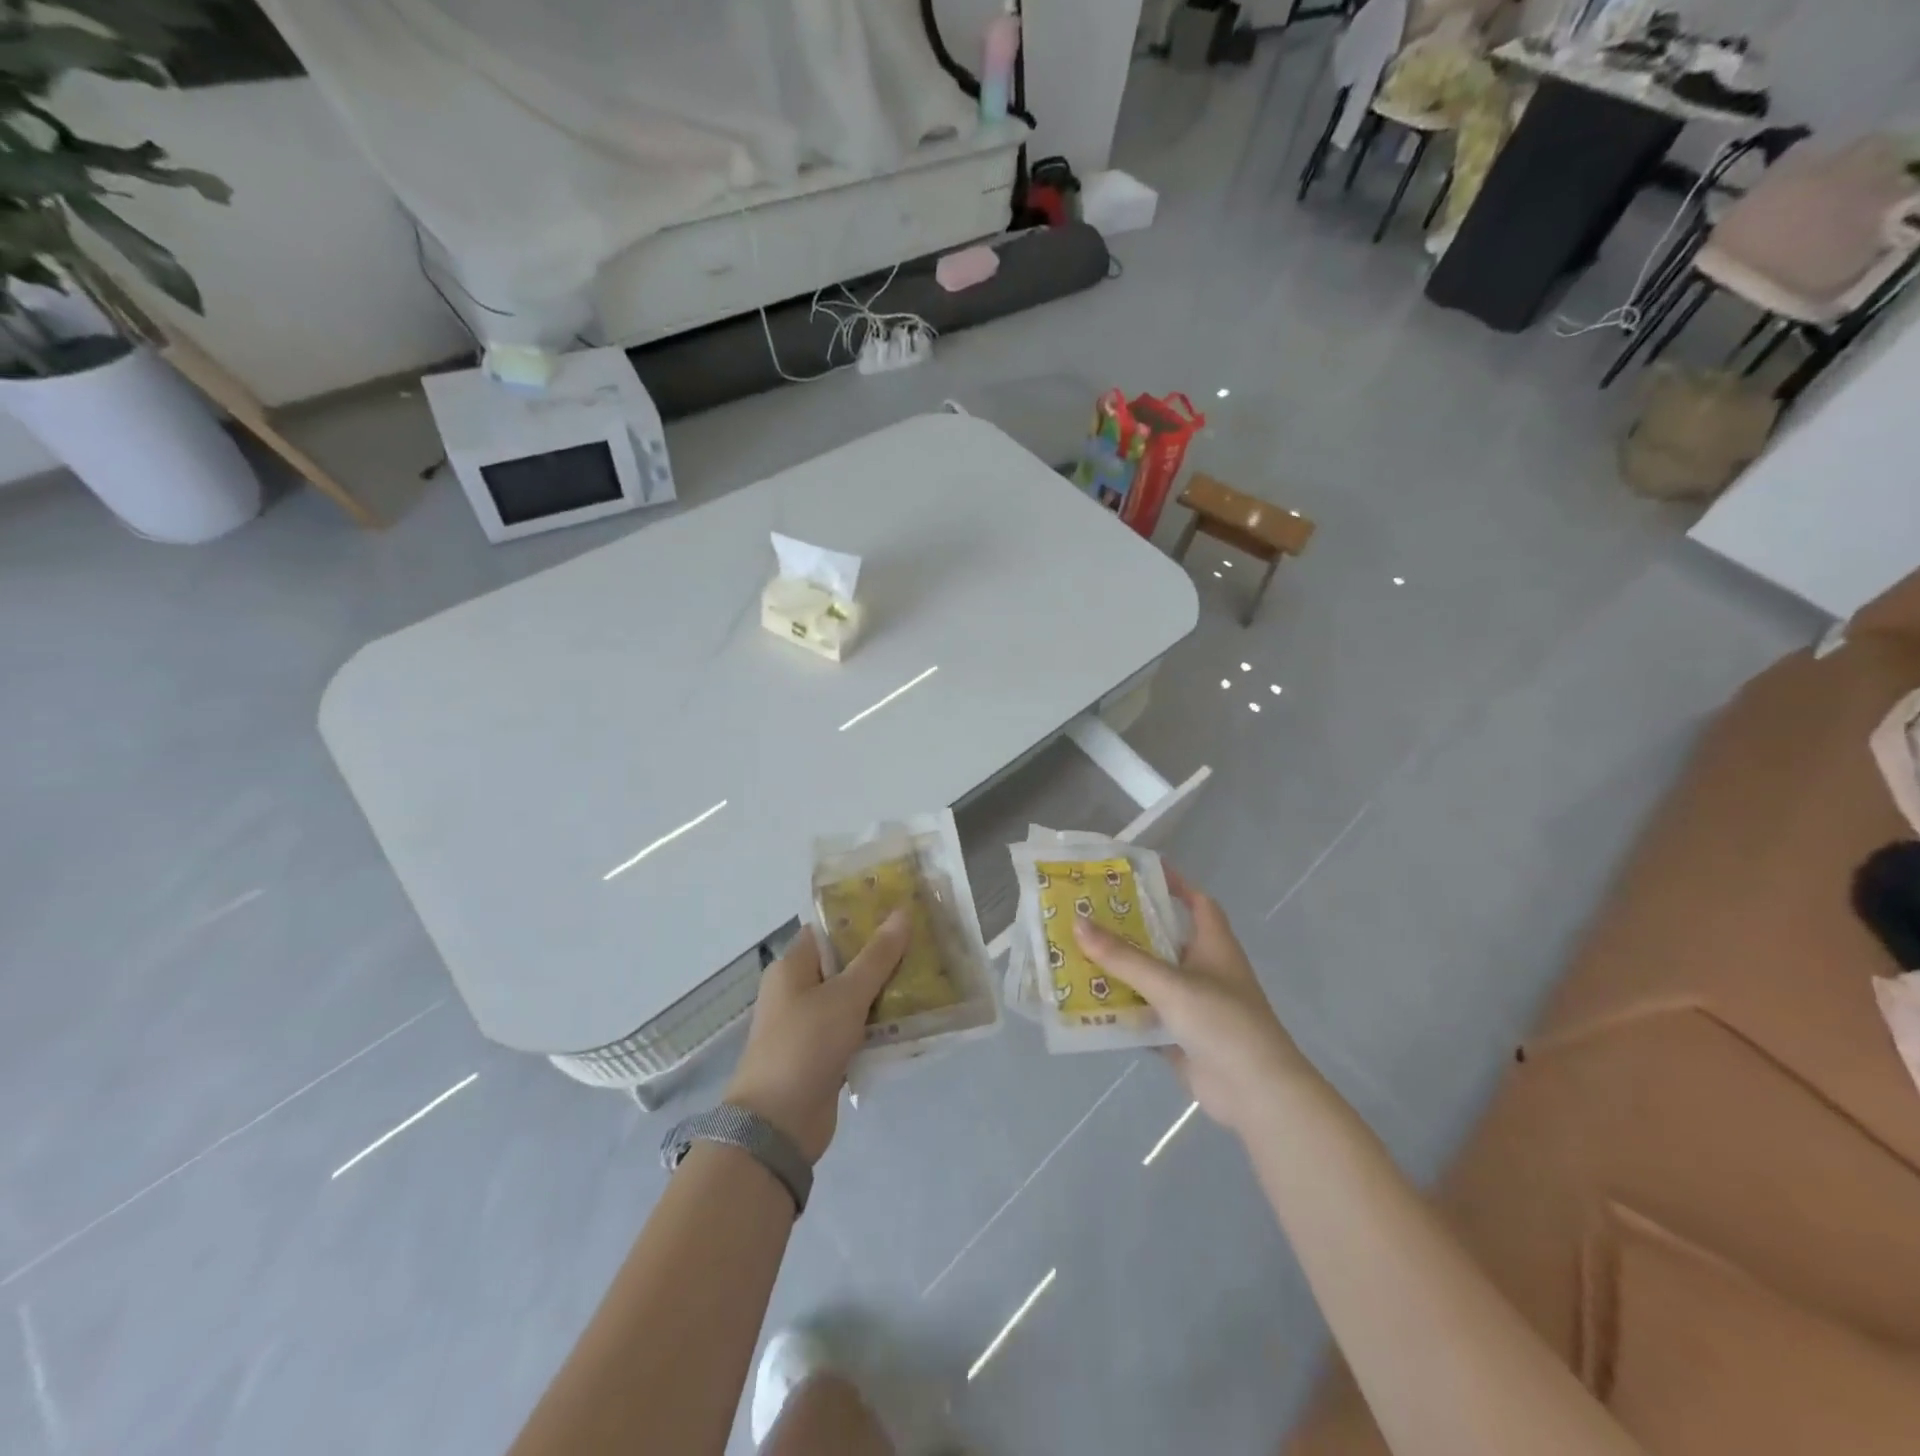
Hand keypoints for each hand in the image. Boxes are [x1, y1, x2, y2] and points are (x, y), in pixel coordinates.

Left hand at [724, 910, 908, 1162]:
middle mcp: (798, 991)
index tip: (902, 913)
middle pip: (845, 963)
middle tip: (925, 945)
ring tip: (930, 978)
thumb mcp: (845, 996)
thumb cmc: (805, 1045)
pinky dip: (880, 1025)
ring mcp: (811, 1025)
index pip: (829, 930)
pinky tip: (915, 1020)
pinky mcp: (825, 1054)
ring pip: (854, 998)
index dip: (863, 919)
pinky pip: (857, 1029)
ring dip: (886, 992)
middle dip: (883, 957)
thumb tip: (902, 912)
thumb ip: (876, 956)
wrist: (778, 1125)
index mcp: (792, 967)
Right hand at [1071, 869, 1310, 1133]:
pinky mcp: (1181, 1036)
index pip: (1197, 902)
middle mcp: (1204, 971)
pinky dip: (1122, 1009)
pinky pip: (1145, 1015)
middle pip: (1165, 940)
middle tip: (1090, 912)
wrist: (1256, 1093)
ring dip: (1122, 970)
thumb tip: (1078, 922)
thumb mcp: (1170, 983)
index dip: (1174, 884)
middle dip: (1131, 928)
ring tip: (1079, 952)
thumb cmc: (1222, 1022)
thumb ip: (1123, 957)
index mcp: (1214, 946)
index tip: (1139, 872)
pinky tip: (1090, 1002)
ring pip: (1151, 979)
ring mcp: (1193, 1005)